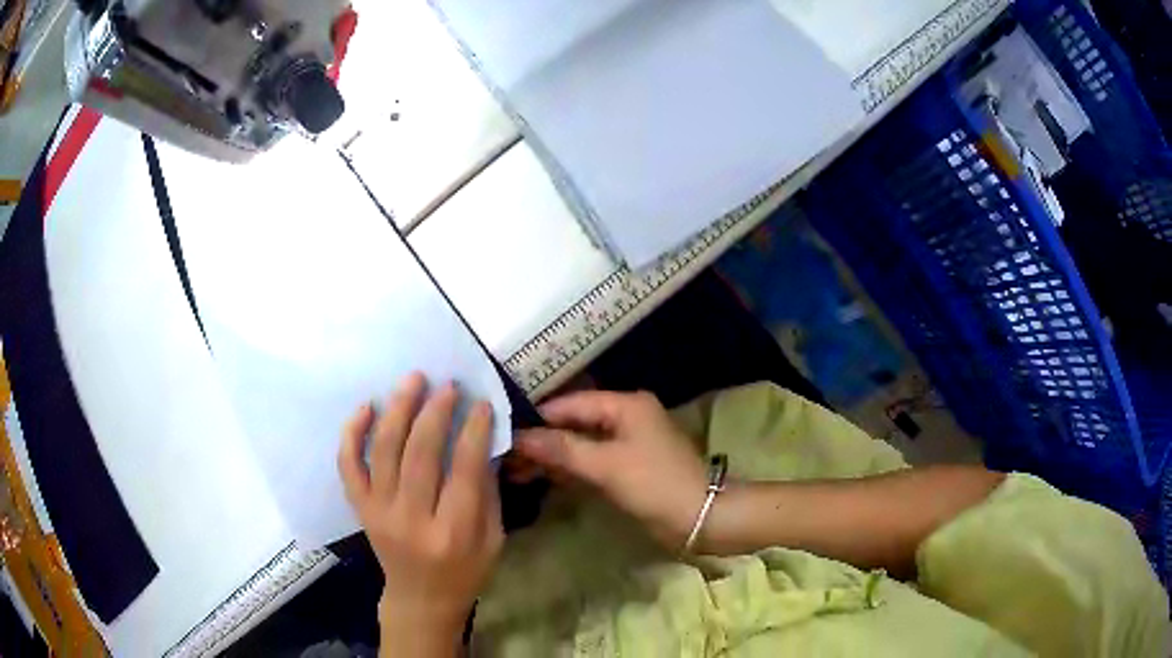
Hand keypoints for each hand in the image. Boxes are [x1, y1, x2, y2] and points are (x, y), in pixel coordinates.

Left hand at [338, 373, 503, 656]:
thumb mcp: (493, 539)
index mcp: (454, 532)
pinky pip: (348, 466)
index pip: (465, 470)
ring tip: (412, 381)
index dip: (474, 431)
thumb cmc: (465, 571)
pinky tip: (366, 407)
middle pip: (420, 454)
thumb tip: (481, 441)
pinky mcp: (360, 509)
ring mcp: (380, 512)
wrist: (420, 599)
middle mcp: (413, 519)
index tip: (480, 402)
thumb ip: (487, 491)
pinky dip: (352, 434)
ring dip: (398, 410)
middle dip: (436, 412)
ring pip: (384, 451)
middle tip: (446, 386)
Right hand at [515, 391, 707, 549]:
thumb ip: (561, 449)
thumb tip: (518, 437)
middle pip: (573, 423)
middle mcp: (625, 417)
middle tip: (501, 455)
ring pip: (579, 444)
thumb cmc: (655, 484)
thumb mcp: (606, 465)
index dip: (536, 418)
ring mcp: (625, 444)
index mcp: (625, 405)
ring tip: (511, 469)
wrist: (699, 519)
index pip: (570, 404)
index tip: (500, 430)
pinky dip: (566, 469)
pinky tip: (537, 477)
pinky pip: (589, 462)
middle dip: (540, 440)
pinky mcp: (625, 467)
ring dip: (550, 456)